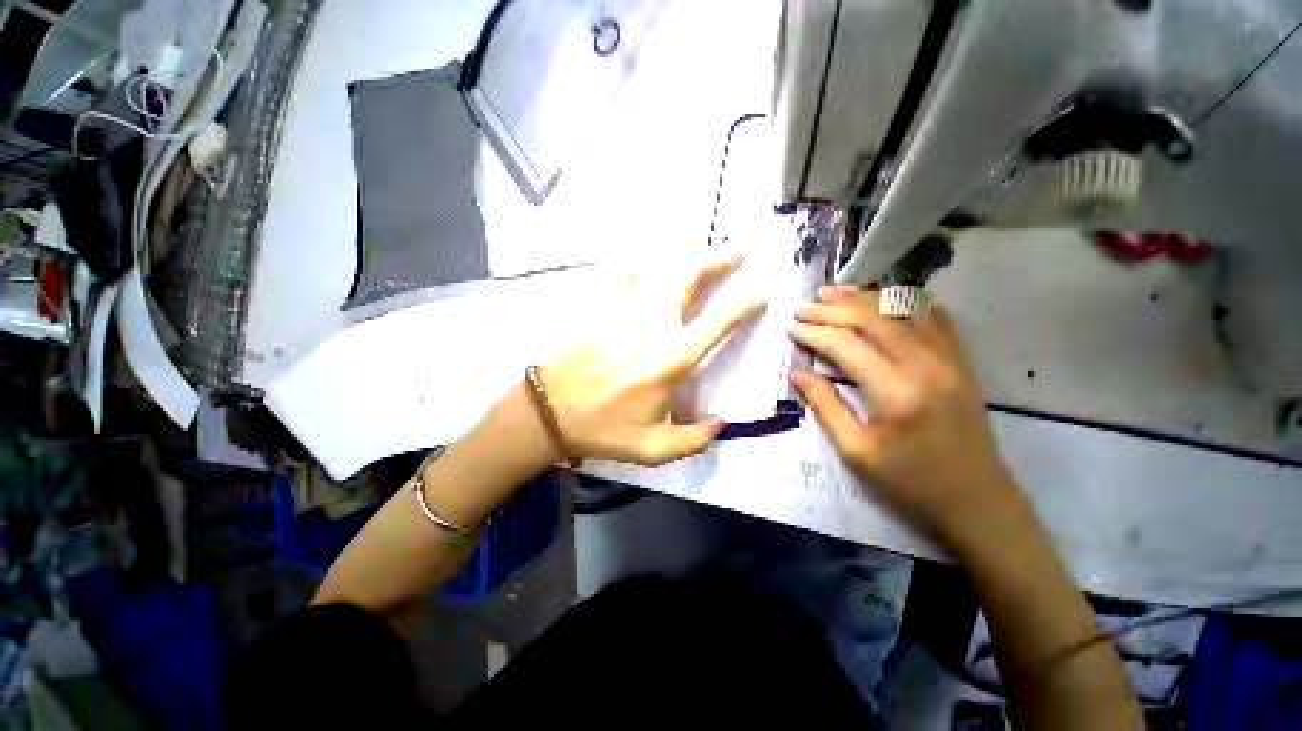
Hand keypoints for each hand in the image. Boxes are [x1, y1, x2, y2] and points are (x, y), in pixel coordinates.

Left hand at [539, 258, 765, 466]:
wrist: (551, 411)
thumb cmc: (603, 429)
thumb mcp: (653, 449)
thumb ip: (694, 440)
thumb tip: (719, 423)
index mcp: (672, 359)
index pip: (718, 322)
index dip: (744, 305)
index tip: (760, 296)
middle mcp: (655, 327)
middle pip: (689, 278)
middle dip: (716, 261)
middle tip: (735, 254)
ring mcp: (627, 313)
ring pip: (661, 272)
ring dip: (685, 261)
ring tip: (700, 259)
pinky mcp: (606, 311)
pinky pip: (631, 280)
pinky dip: (647, 270)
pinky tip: (653, 269)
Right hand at [788, 286, 1026, 550]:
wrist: (978, 502)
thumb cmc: (910, 483)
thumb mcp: (856, 451)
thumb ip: (825, 405)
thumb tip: (797, 372)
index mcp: (896, 391)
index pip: (846, 345)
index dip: (814, 333)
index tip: (791, 328)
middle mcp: (925, 364)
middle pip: (872, 319)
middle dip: (832, 309)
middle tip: (802, 305)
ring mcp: (948, 358)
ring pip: (902, 310)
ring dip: (864, 298)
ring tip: (832, 292)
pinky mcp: (960, 361)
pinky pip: (933, 317)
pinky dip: (904, 302)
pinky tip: (884, 299)